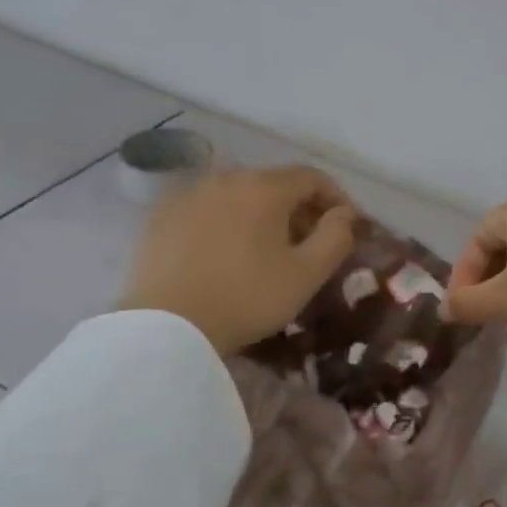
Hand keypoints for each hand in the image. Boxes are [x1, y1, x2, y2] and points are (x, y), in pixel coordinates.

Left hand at [120, 166, 357, 354]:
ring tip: (267, 250)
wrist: (166, 328)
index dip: (336, 198)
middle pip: (274, 184)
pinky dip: (226, 223)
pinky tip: (227, 254)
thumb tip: (345, 214)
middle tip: (309, 243)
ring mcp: (188, 195)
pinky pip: (207, 210)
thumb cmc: (246, 298)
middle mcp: (226, 178)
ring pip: (239, 195)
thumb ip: (336, 237)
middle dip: (299, 208)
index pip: (312, 177)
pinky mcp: (161, 216)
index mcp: (264, 186)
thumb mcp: (306, 274)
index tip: (345, 226)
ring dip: (261, 215)